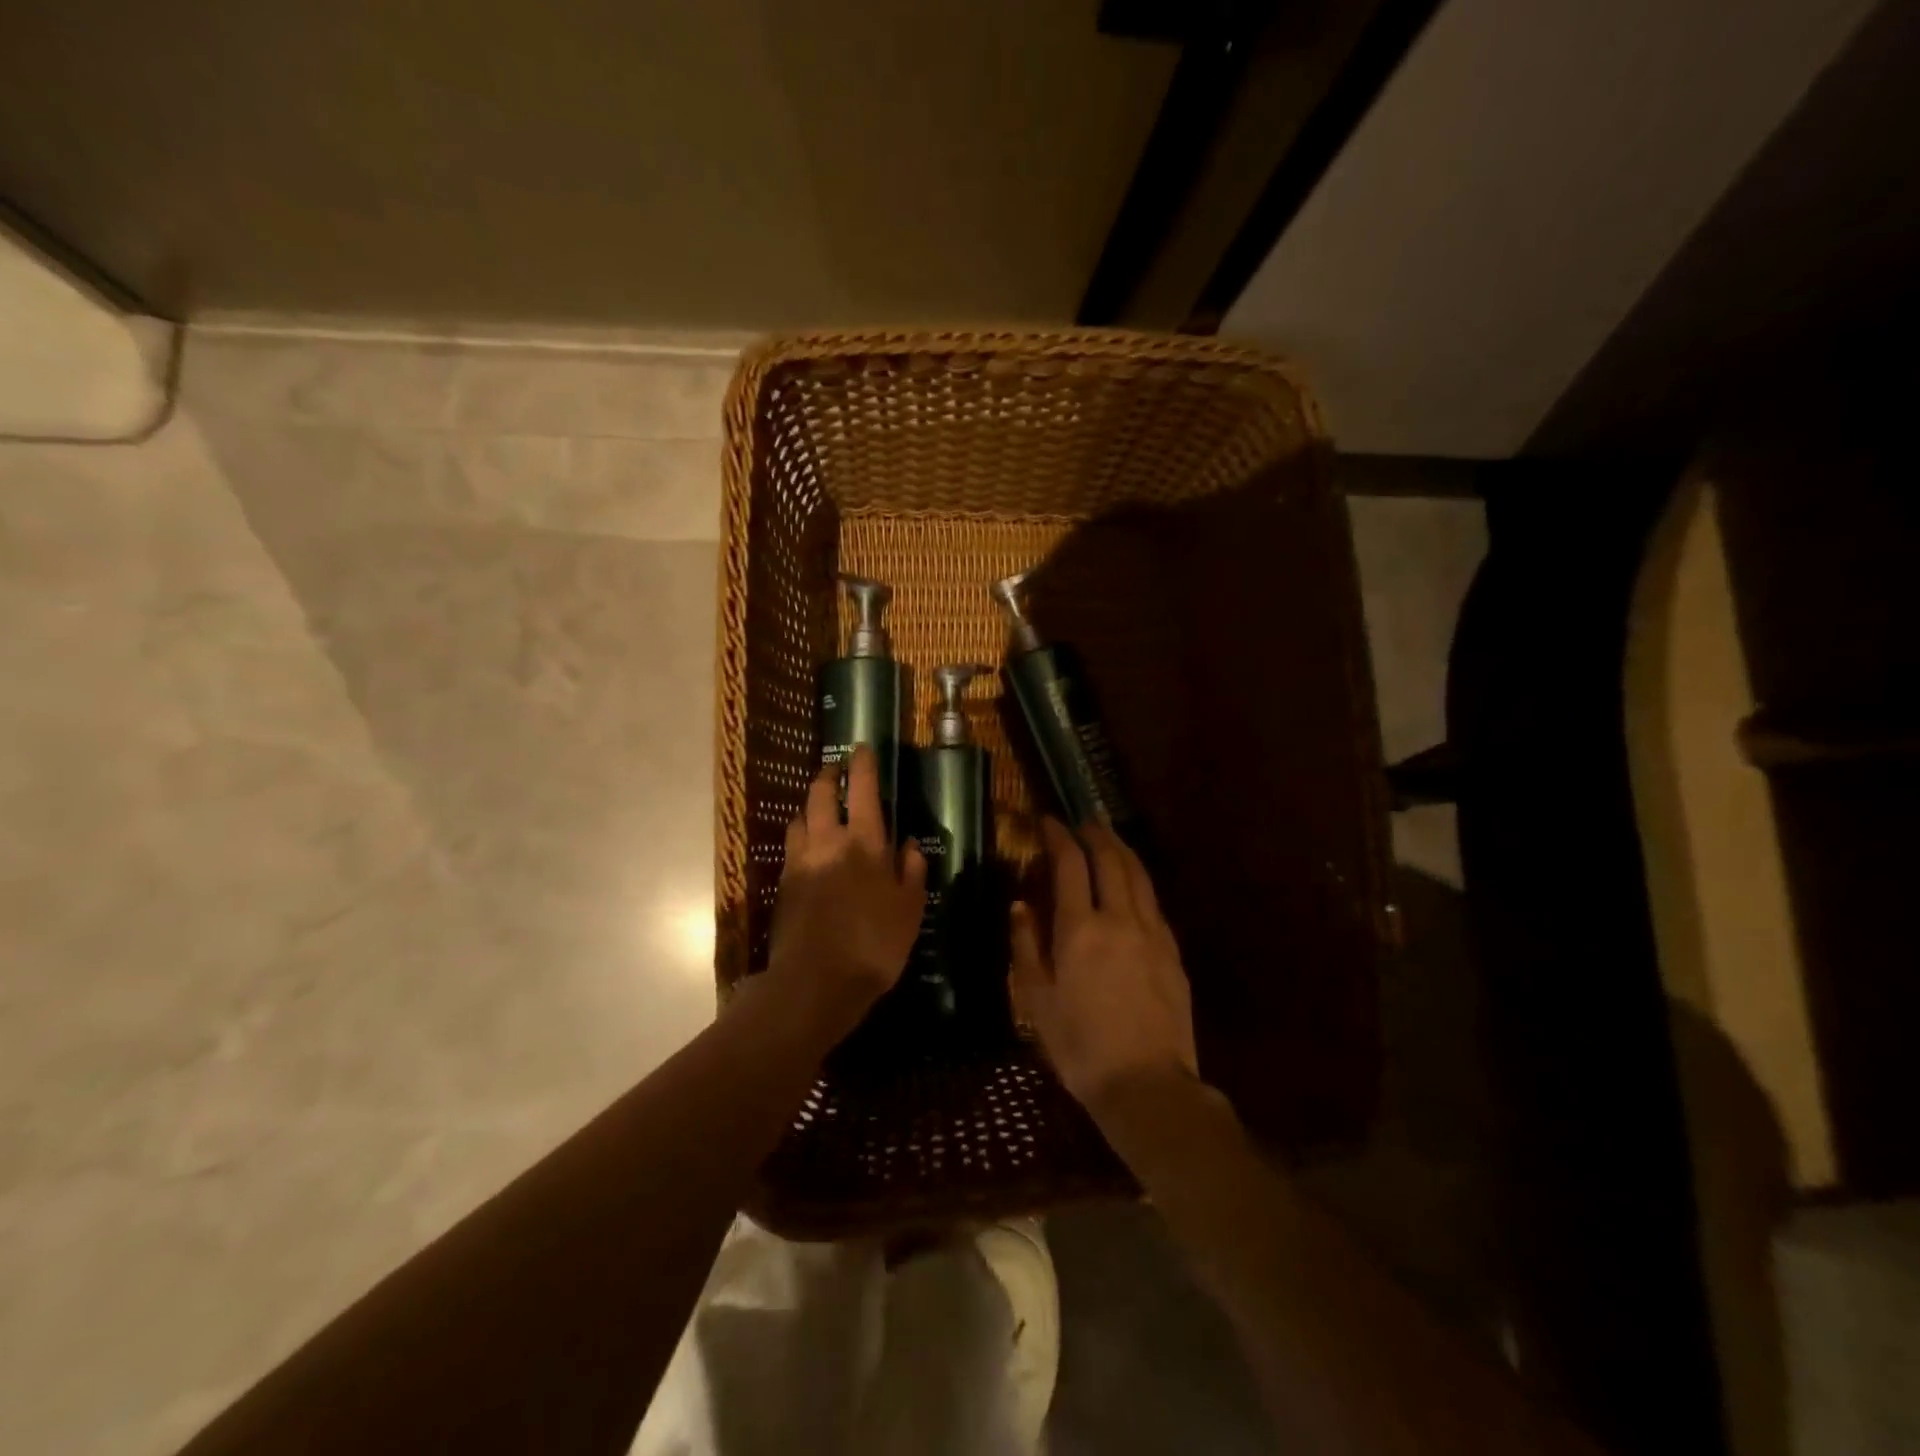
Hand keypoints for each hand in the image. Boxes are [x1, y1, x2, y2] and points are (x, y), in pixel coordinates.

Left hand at [766, 745, 926, 1039]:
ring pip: (799, 818)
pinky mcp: (783, 884)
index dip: (862, 765)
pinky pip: (791, 846)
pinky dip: (800, 835)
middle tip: (835, 771)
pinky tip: (809, 848)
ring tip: (819, 808)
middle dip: (827, 776)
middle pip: (819, 794)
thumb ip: (911, 871)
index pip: (861, 789)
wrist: (815, 982)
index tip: (861, 749)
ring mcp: (799, 862)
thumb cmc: (875, 945)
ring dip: (809, 806)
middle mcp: (827, 842)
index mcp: (863, 842)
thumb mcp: (910, 910)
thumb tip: (908, 843)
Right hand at [1011, 819, 1198, 1113]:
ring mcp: (1153, 933)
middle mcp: (1120, 919)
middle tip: (1081, 821)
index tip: (1048, 821)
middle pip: (1111, 859)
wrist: (1148, 1085)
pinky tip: (1132, 884)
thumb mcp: (1037, 1001)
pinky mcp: (1173, 951)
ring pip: (1139, 875)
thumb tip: (1020, 905)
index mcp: (1080, 929)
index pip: (1071, 864)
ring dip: (1121, 849)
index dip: (1059, 836)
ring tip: (1108, 837)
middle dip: (1095, 833)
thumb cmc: (1081, 1047)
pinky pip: (1154, 901)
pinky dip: (1139, 880)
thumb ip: (1026, 946)